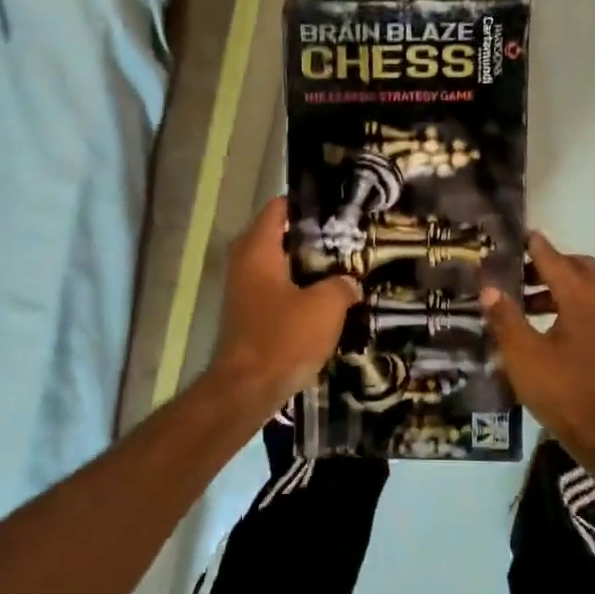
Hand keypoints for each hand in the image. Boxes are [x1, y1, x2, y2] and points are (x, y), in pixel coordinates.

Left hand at [209, 198, 361, 411]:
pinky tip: (328, 298)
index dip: (308, 204)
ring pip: (281, 265)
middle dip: (313, 236)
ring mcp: (244, 290)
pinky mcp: (250, 314)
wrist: (247, 389)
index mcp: (258, 249)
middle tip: (348, 237)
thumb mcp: (325, 307)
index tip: (338, 206)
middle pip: (281, 236)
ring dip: (308, 266)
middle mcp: (245, 262)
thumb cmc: (283, 338)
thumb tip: (350, 283)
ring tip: (345, 266)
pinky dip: (299, 288)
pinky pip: (278, 289)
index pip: (279, 208)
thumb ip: (342, 286)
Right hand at [481, 232, 594, 455]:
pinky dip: (566, 305)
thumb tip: (489, 288)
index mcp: (581, 298)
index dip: (532, 246)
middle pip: (577, 267)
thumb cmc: (563, 390)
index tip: (513, 236)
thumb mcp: (523, 354)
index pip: (554, 259)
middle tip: (516, 273)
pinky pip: (588, 308)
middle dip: (548, 264)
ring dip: (555, 286)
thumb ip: (505, 317)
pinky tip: (541, 328)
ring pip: (584, 289)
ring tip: (521, 302)